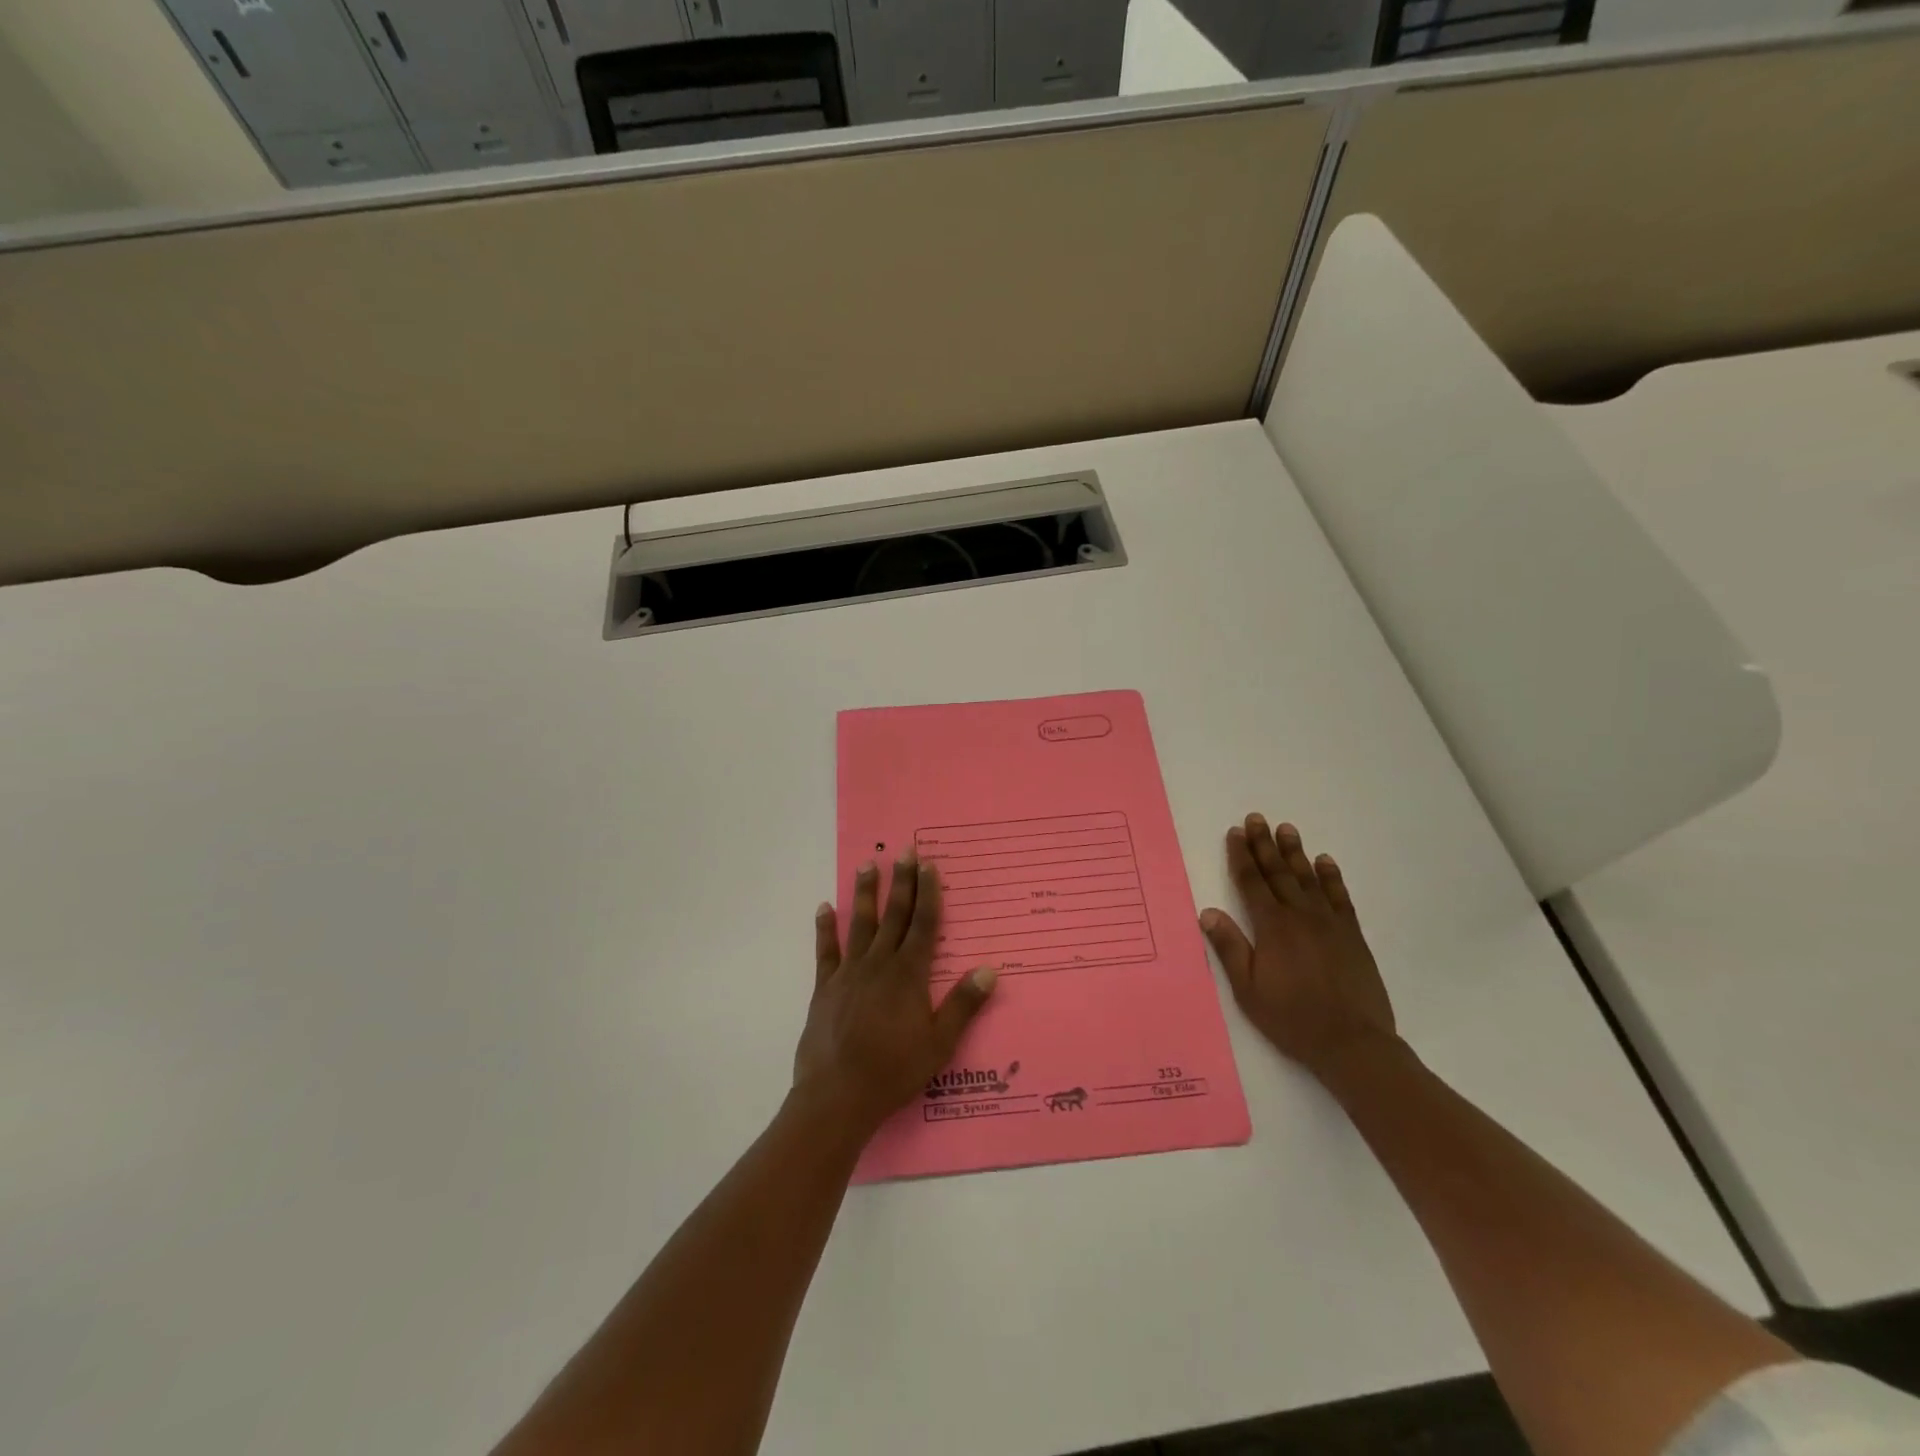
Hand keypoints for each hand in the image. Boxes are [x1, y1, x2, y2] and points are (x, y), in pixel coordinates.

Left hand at [794, 852, 998, 1134]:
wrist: (838, 1096)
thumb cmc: (894, 1071)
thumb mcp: (940, 1043)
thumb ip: (963, 1004)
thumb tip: (989, 969)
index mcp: (909, 975)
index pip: (923, 924)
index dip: (928, 893)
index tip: (929, 865)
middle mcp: (879, 964)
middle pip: (894, 915)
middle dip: (901, 881)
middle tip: (904, 850)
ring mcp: (849, 973)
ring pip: (860, 924)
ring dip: (865, 893)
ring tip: (867, 864)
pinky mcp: (824, 988)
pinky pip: (825, 951)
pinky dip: (825, 928)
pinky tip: (824, 907)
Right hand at [1199, 814, 1396, 1079]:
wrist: (1352, 1043)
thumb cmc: (1292, 1018)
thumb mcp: (1248, 989)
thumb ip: (1230, 947)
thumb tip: (1208, 912)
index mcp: (1272, 927)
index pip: (1252, 882)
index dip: (1241, 856)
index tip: (1235, 833)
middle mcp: (1300, 916)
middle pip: (1278, 872)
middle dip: (1264, 844)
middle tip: (1257, 818)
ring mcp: (1329, 923)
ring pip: (1308, 878)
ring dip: (1295, 852)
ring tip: (1286, 829)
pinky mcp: (1352, 935)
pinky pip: (1340, 897)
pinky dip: (1332, 877)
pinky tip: (1325, 861)